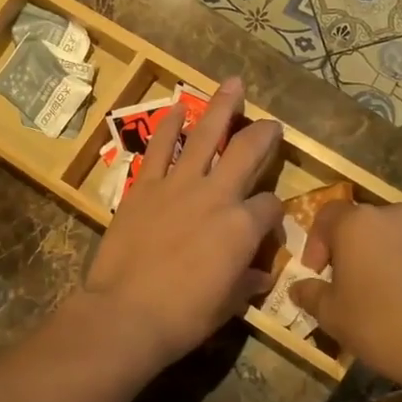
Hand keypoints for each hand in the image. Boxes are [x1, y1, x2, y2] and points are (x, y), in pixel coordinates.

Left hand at [80, 78, 283, 370]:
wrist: (126, 313)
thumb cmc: (183, 317)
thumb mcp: (228, 305)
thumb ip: (247, 282)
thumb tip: (261, 274)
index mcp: (242, 228)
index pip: (271, 206)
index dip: (275, 213)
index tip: (269, 222)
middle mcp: (216, 195)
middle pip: (248, 151)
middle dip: (264, 134)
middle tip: (271, 123)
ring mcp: (178, 185)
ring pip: (205, 135)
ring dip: (221, 107)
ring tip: (232, 84)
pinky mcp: (144, 186)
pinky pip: (159, 148)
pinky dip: (168, 126)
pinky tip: (176, 108)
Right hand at [289, 202, 401, 396]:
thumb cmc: (380, 326)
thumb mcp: (331, 316)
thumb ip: (310, 294)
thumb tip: (298, 287)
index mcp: (356, 224)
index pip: (327, 215)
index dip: (317, 241)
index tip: (318, 271)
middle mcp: (395, 213)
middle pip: (366, 222)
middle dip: (356, 246)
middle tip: (355, 281)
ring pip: (401, 233)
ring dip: (391, 252)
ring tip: (393, 287)